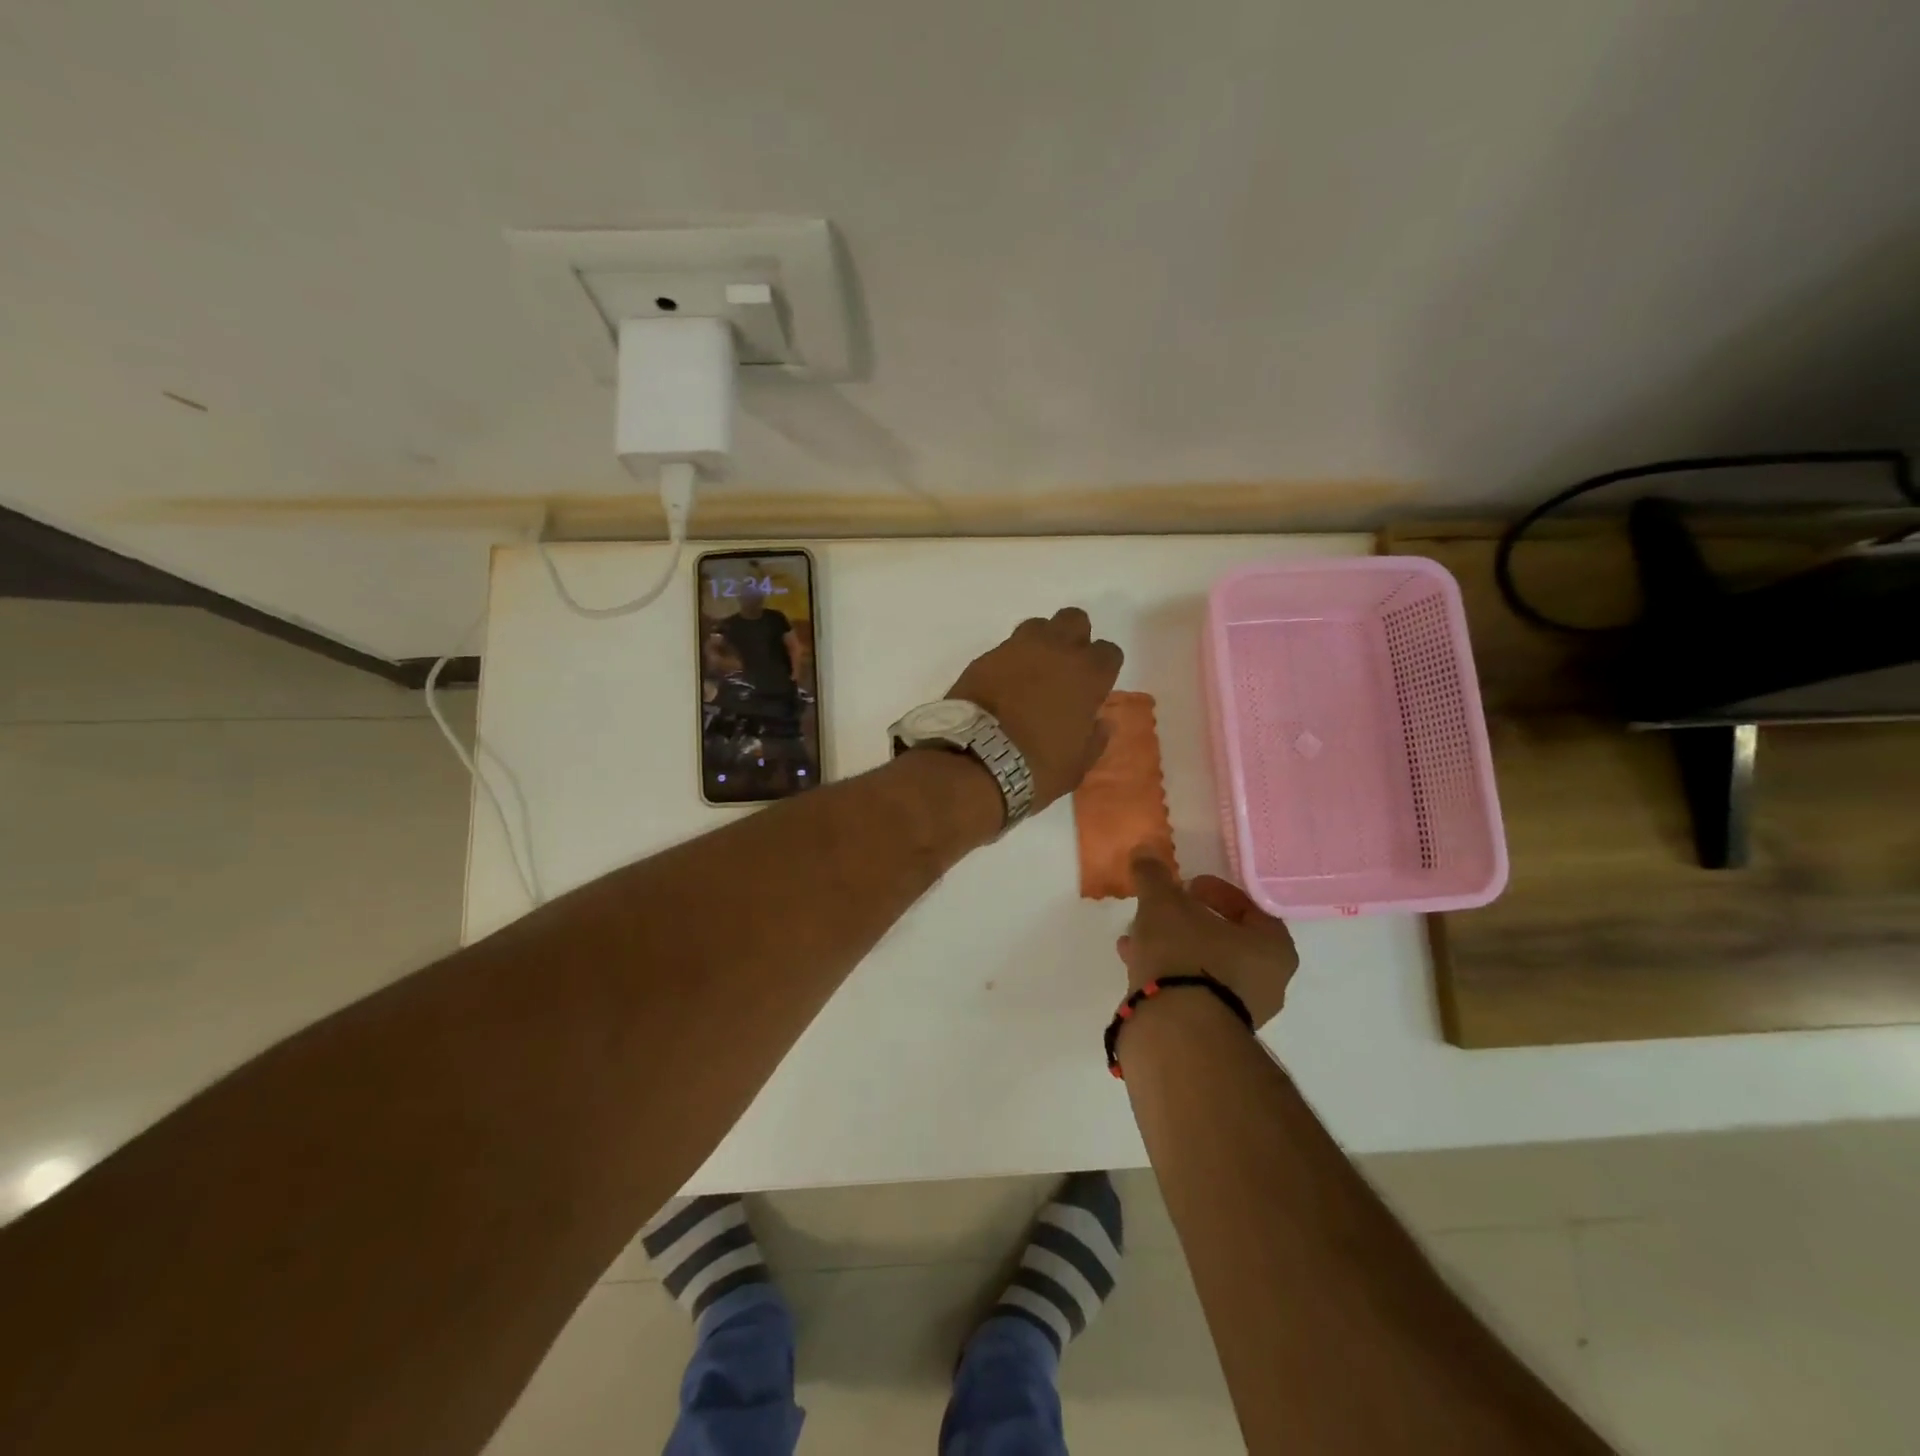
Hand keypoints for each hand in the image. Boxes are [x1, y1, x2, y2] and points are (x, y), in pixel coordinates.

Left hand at [946, 607, 1122, 810]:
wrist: (975, 761)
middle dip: (1074, 638)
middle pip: (1074, 620)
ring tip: (1032, 673)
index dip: (1102, 669)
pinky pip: (1005, 648)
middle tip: (1065, 669)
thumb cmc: (1036, 767)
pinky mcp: (984, 657)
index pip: (1109, 652)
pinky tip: (1003, 686)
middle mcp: (1055, 650)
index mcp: (1087, 674)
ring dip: (1041, 643)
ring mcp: (1016, 649)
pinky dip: (1009, 661)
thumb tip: (1100, 723)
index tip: (1093, 689)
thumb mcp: (1077, 764)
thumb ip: (1093, 738)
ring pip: (1038, 625)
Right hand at [1119, 854, 1298, 1028]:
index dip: (1217, 891)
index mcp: (1273, 948)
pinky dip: (1167, 974)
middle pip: (1227, 940)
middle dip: (1190, 922)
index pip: (1251, 909)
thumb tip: (1145, 850)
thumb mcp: (1163, 903)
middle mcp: (1267, 983)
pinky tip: (1135, 964)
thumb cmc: (1185, 955)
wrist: (1176, 1031)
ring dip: (1174, 948)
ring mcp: (1241, 1013)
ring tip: (1138, 936)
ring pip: (1205, 967)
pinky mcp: (1211, 1033)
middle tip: (1164, 909)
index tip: (1187, 886)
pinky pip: (1191, 991)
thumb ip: (1154, 875)